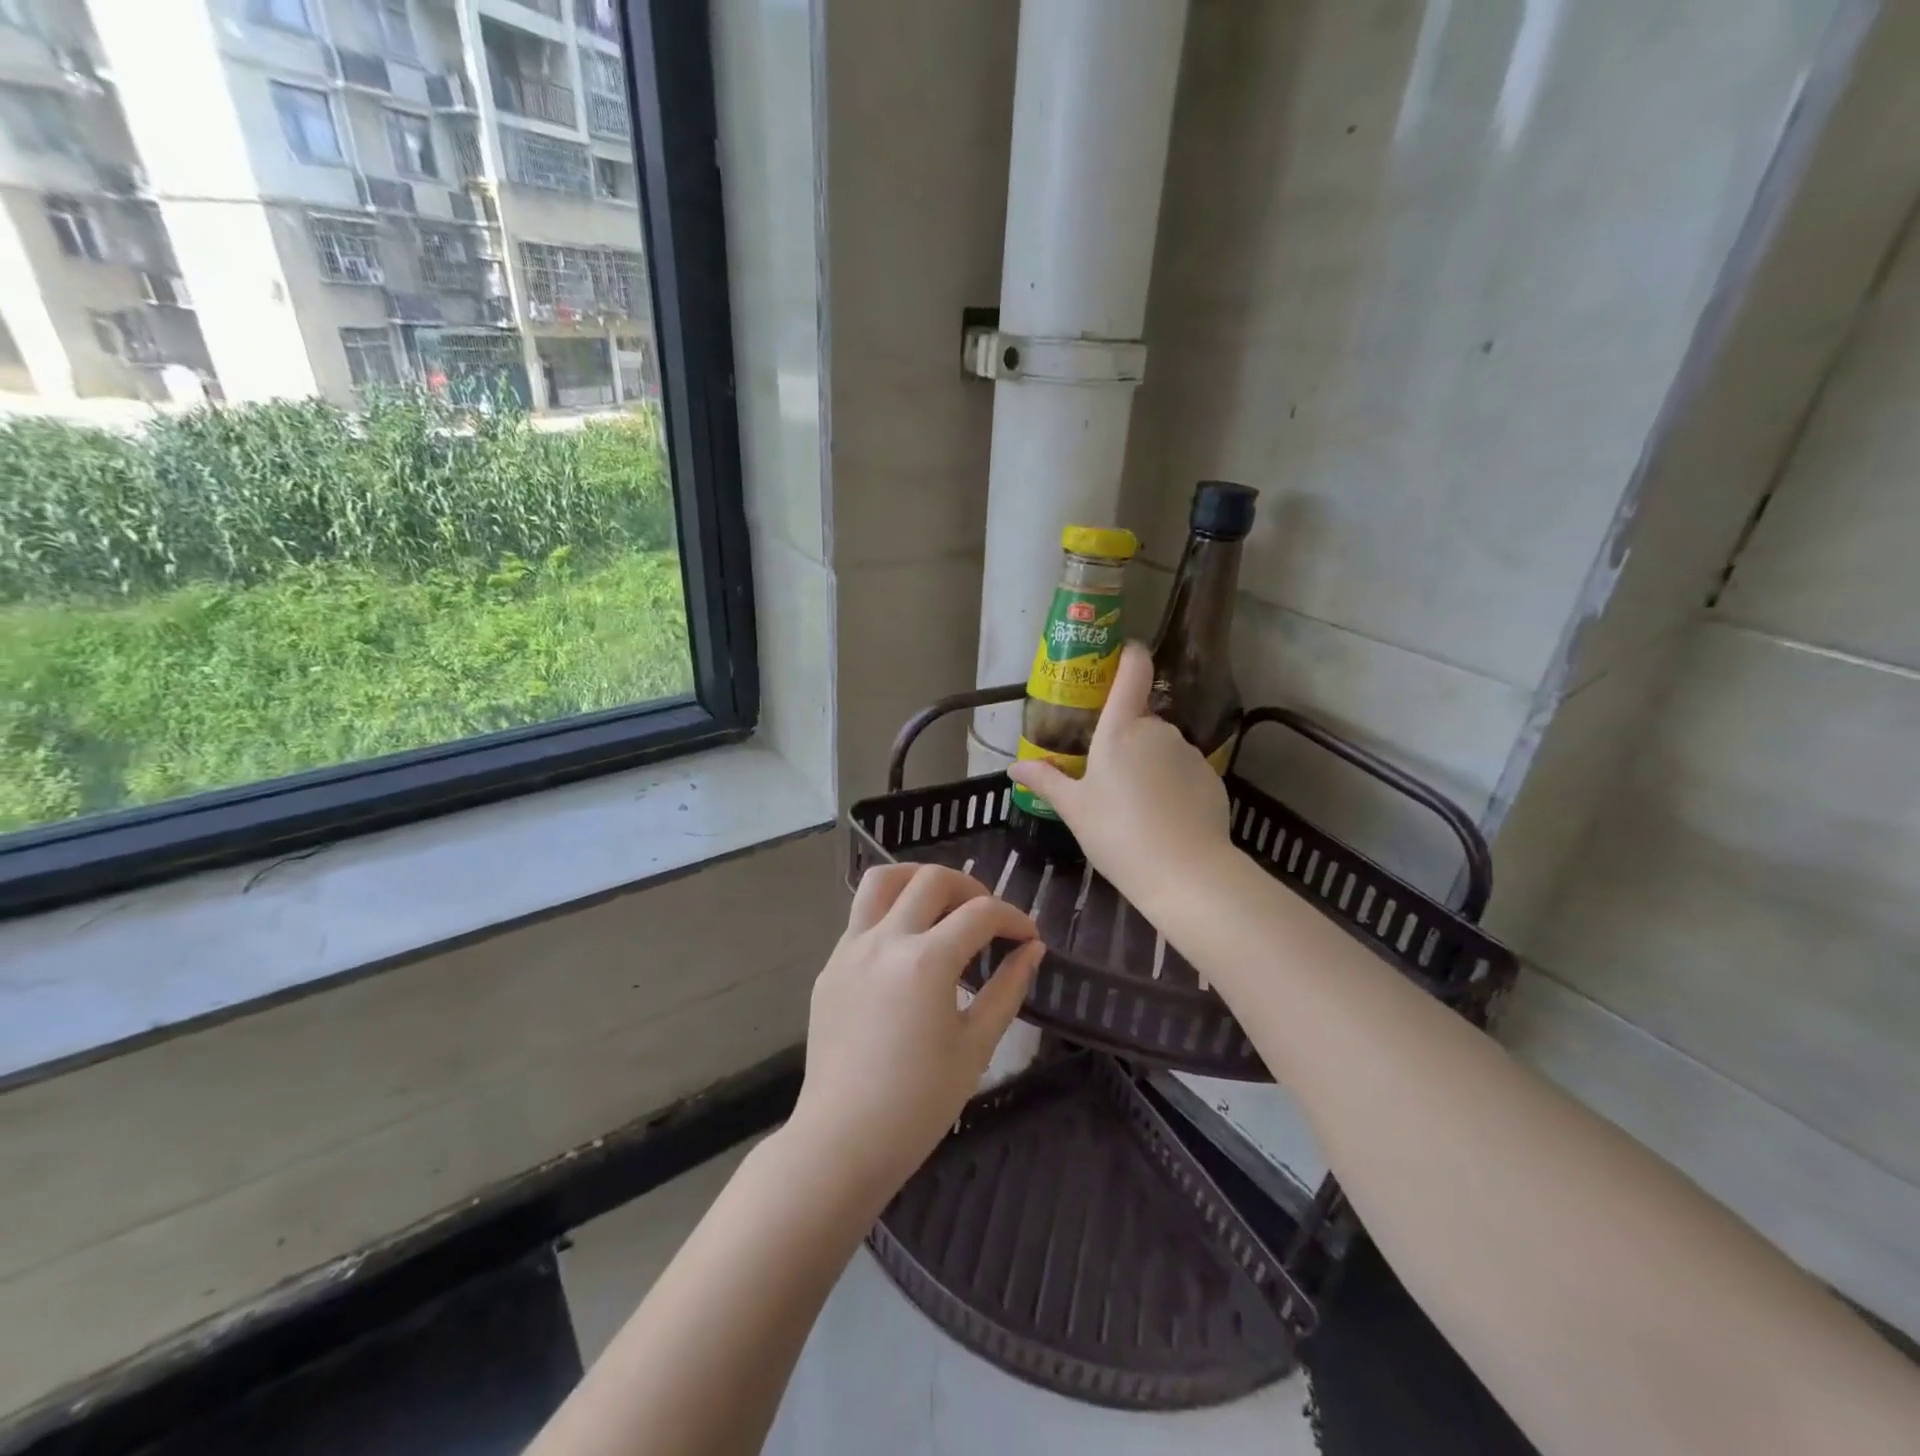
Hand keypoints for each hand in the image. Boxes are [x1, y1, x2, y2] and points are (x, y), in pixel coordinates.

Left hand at [786, 864, 1043, 1209]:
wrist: (843, 1141)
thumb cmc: (919, 1103)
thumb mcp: (976, 1046)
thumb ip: (1007, 989)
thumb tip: (1032, 950)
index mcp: (926, 961)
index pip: (981, 913)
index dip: (1013, 917)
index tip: (1028, 936)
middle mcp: (885, 941)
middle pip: (931, 879)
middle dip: (970, 888)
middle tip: (987, 919)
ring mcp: (850, 950)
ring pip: (882, 881)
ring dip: (918, 879)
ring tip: (940, 904)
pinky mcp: (830, 967)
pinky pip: (861, 917)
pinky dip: (890, 912)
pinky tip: (906, 947)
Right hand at [1007, 641, 1231, 909]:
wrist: (1185, 873)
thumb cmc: (1117, 834)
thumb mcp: (1074, 809)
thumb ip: (1046, 781)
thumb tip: (1014, 767)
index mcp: (1120, 729)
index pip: (1131, 672)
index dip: (1128, 655)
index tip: (1122, 653)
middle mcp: (1158, 730)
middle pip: (1140, 720)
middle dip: (1125, 740)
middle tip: (1107, 778)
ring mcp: (1188, 752)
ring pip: (1162, 747)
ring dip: (1149, 763)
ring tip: (1135, 806)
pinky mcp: (1211, 777)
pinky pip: (1183, 771)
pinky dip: (1172, 784)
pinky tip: (1163, 818)